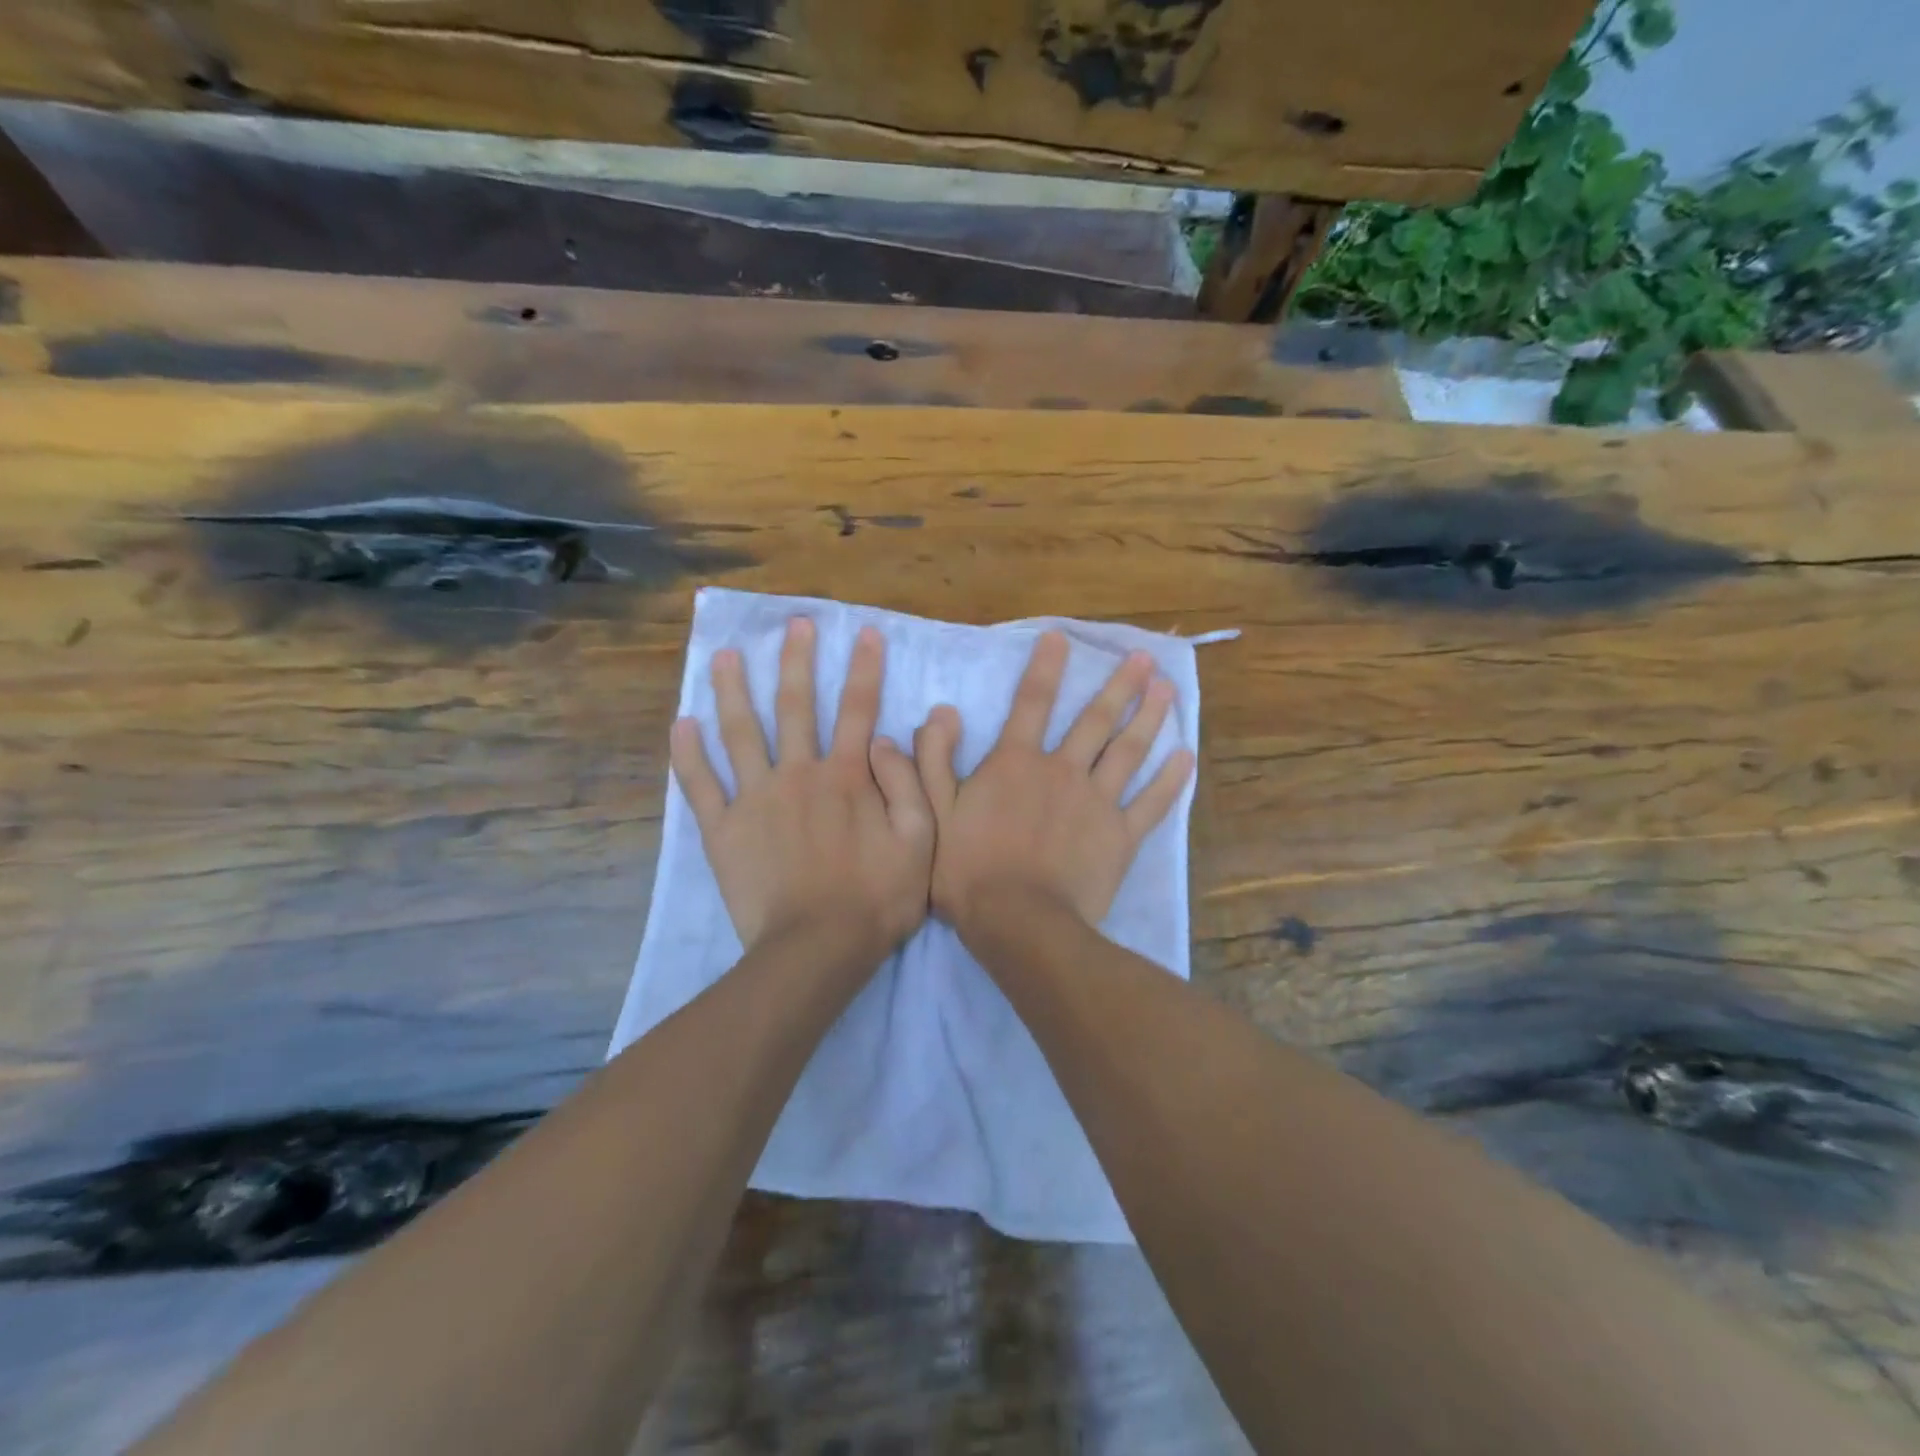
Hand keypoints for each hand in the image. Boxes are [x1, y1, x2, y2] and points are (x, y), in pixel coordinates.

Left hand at [671, 617, 933, 958]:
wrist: (818, 948)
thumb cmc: (877, 898)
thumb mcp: (920, 841)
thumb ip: (908, 783)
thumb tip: (887, 737)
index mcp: (847, 775)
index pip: (858, 708)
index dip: (864, 668)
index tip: (865, 632)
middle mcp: (799, 774)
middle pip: (795, 706)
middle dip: (796, 661)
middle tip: (793, 624)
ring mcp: (755, 799)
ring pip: (740, 732)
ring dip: (732, 690)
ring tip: (723, 654)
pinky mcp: (723, 829)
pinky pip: (700, 785)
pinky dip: (688, 754)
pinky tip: (682, 723)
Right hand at [915, 631, 1194, 935]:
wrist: (1017, 921)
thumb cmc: (968, 868)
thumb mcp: (934, 811)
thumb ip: (936, 759)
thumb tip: (943, 712)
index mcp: (1016, 762)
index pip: (1032, 701)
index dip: (1046, 666)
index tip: (1062, 637)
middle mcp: (1062, 769)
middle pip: (1096, 719)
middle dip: (1120, 685)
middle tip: (1144, 657)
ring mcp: (1097, 801)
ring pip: (1129, 751)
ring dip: (1150, 717)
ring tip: (1169, 689)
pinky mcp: (1121, 836)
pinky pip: (1152, 803)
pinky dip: (1171, 779)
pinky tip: (1186, 756)